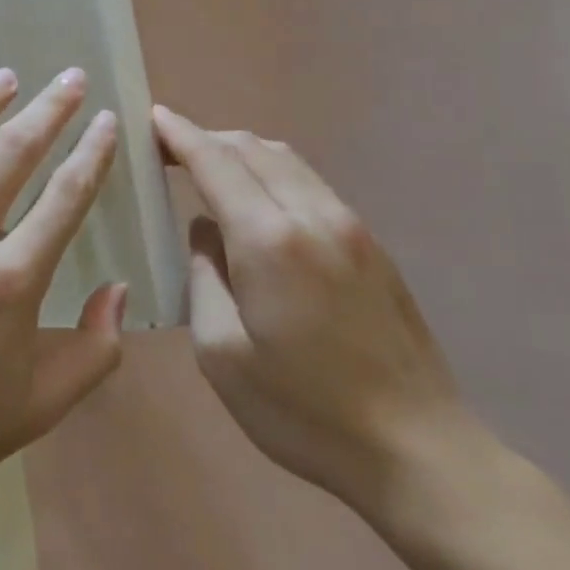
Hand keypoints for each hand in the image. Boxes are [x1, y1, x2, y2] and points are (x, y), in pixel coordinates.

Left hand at [0, 68, 127, 529]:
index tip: (107, 120)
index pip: (67, 194)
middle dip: (50, 107)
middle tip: (69, 78)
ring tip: (3, 77)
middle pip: (14, 150)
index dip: (93, 150)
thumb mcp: (38, 407)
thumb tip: (120, 289)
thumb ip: (95, 350)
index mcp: (11, 280)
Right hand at [153, 105, 469, 516]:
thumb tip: (206, 233)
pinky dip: (271, 173)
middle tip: (167, 148)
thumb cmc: (303, 410)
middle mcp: (314, 216)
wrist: (419, 451)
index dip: (179, 134)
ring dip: (240, 152)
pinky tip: (255, 203)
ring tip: (207, 168)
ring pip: (287, 160)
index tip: (150, 118)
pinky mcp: (372, 246)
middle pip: (253, 149)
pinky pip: (310, 184)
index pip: (216, 162)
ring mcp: (351, 227)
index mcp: (270, 241)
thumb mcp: (221, 353)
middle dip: (206, 138)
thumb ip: (204, 278)